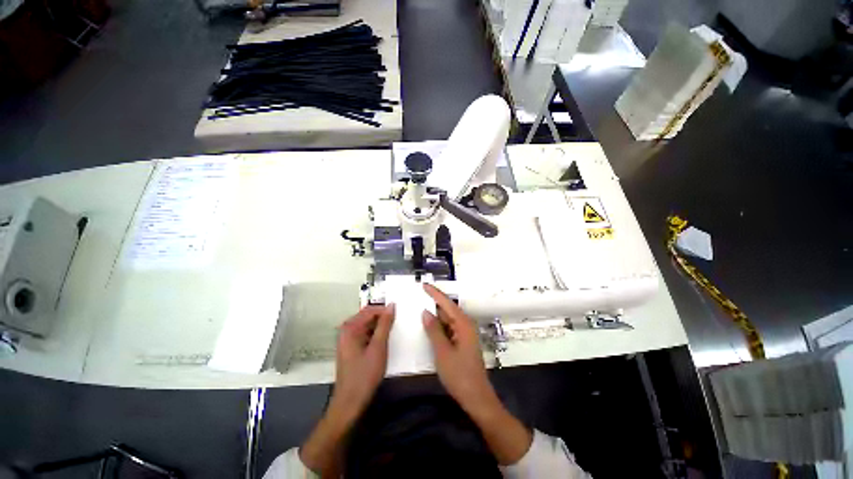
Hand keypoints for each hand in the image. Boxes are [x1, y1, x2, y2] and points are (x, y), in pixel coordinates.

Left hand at [300, 304, 393, 475]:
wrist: (350, 403)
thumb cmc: (364, 375)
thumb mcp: (378, 347)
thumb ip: (385, 324)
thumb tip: (391, 305)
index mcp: (350, 327)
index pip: (370, 309)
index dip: (385, 310)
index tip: (400, 314)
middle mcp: (346, 330)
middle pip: (367, 316)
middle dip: (383, 318)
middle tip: (398, 323)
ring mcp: (347, 339)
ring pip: (367, 325)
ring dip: (380, 327)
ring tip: (394, 331)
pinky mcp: (351, 348)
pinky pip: (365, 334)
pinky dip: (375, 335)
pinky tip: (384, 341)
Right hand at [422, 284, 532, 464]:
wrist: (476, 398)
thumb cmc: (460, 375)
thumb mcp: (443, 352)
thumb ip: (434, 330)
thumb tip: (426, 312)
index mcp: (463, 324)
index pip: (447, 303)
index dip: (435, 293)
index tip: (424, 285)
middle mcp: (465, 325)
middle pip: (448, 310)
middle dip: (433, 303)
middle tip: (417, 297)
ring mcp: (464, 334)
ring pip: (447, 320)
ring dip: (435, 315)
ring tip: (419, 308)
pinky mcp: (462, 342)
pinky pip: (448, 329)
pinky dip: (438, 327)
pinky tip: (427, 327)